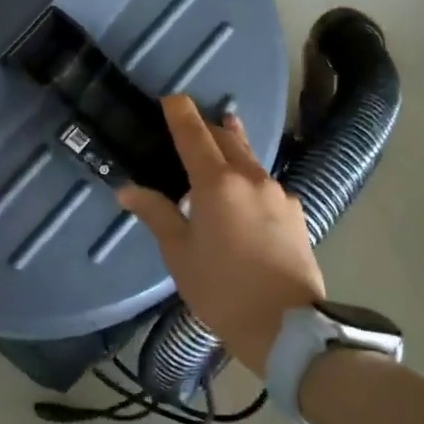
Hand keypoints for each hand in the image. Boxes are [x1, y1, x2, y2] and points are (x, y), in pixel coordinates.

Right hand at [117, 96, 322, 375]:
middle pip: (227, 139)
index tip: (171, 97)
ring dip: (232, 148)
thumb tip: (127, 189)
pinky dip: (249, 178)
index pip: (194, 134)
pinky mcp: (295, 213)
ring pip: (251, 159)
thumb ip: (156, 214)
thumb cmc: (221, 289)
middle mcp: (251, 178)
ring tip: (222, 141)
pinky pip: (266, 184)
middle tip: (192, 123)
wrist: (286, 325)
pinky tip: (245, 196)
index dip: (180, 113)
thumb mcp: (179, 253)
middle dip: (208, 126)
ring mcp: (278, 194)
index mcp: (216, 183)